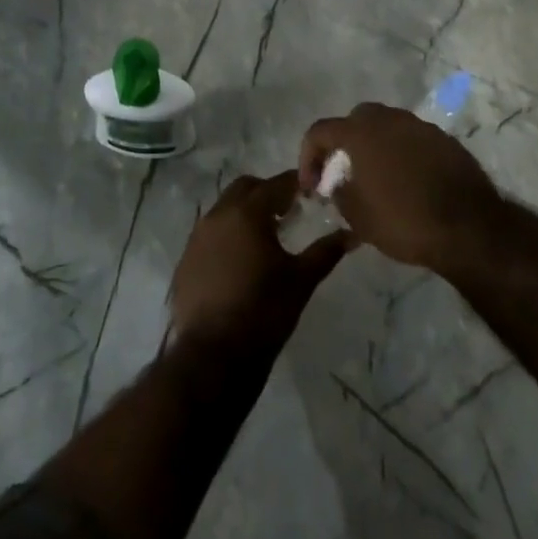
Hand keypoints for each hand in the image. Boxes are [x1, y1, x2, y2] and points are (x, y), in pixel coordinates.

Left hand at [169, 172, 350, 352]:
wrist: (214, 355)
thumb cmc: (264, 311)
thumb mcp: (302, 280)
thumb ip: (326, 252)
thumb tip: (352, 235)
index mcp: (247, 213)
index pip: (275, 184)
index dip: (294, 183)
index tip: (309, 190)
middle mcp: (218, 216)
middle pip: (244, 188)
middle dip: (266, 192)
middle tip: (287, 211)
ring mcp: (196, 238)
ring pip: (223, 210)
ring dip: (244, 213)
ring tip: (264, 237)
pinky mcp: (185, 261)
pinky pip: (208, 236)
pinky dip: (226, 237)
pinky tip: (239, 262)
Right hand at [297, 102, 501, 272]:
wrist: (469, 228)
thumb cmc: (404, 221)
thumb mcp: (358, 217)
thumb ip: (338, 192)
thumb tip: (335, 183)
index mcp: (361, 132)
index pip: (320, 131)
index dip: (308, 157)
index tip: (312, 187)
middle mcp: (389, 119)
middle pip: (355, 120)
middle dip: (343, 144)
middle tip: (342, 174)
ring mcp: (420, 126)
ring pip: (387, 127)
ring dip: (374, 147)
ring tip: (375, 178)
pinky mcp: (445, 140)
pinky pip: (412, 140)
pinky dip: (402, 154)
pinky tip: (407, 182)